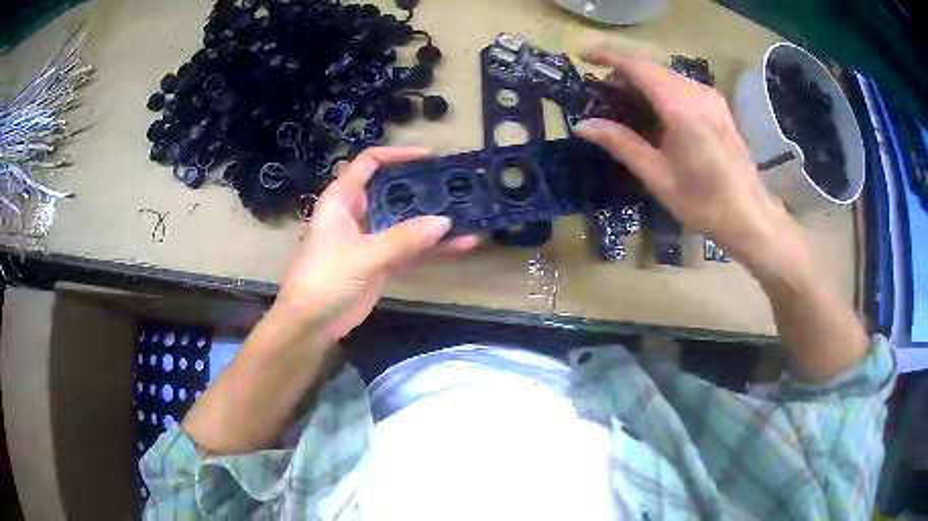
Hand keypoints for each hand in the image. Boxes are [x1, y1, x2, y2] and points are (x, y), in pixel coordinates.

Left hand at [276, 147, 477, 344]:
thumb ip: (403, 239)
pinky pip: (412, 248)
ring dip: (433, 219)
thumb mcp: (362, 256)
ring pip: (406, 221)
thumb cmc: (325, 279)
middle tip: (457, 184)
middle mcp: (358, 212)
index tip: (430, 157)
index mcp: (343, 199)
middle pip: (394, 190)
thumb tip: (446, 222)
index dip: (398, 155)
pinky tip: (462, 244)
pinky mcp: (383, 262)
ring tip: (469, 211)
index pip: (370, 163)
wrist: (311, 323)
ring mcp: (372, 238)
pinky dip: (434, 247)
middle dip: (423, 187)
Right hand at [575, 42, 805, 274]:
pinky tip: (653, 115)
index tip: (580, 55)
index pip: (637, 66)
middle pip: (651, 68)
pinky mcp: (717, 106)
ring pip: (666, 76)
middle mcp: (697, 93)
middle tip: (600, 97)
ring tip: (623, 108)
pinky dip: (659, 92)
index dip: (606, 55)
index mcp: (682, 108)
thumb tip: (583, 125)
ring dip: (641, 84)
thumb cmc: (704, 203)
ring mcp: (710, 97)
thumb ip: (621, 144)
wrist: (750, 216)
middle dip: (622, 74)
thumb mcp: (658, 177)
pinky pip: (681, 87)